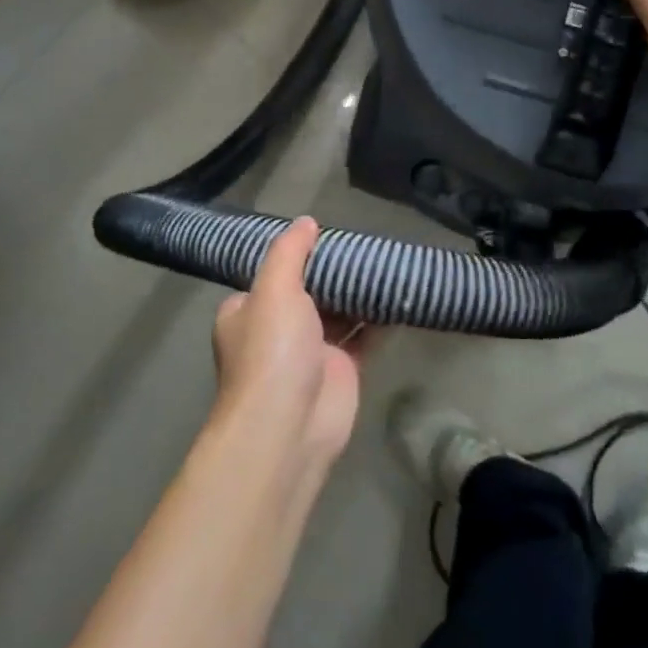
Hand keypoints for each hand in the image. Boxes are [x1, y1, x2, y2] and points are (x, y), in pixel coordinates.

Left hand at [210, 218, 364, 472]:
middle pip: (310, 290)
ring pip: (339, 312)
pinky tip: (399, 292)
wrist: (289, 426)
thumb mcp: (274, 289)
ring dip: (359, 292)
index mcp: (248, 311)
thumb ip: (289, 252)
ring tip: (386, 260)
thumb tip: (306, 221)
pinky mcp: (342, 369)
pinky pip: (364, 335)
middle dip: (335, 271)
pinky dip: (379, 317)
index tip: (326, 233)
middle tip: (365, 244)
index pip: (272, 274)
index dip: (297, 253)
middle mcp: (276, 330)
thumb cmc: (272, 351)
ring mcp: (311, 351)